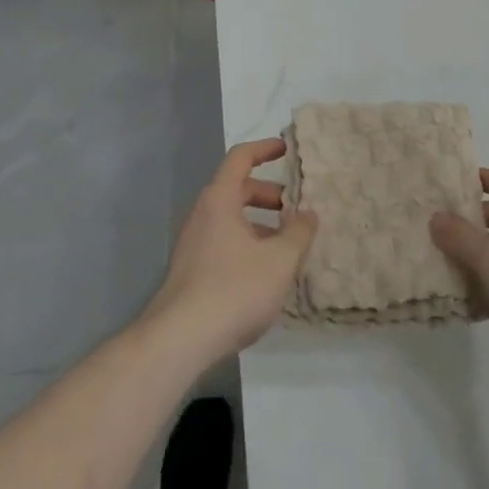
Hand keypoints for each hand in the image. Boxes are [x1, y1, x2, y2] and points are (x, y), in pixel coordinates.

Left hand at [143, 138, 317, 367]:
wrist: (179, 340)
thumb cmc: (233, 289)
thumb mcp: (279, 260)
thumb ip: (299, 233)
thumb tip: (308, 214)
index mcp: (220, 199)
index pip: (241, 157)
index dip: (264, 149)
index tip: (287, 149)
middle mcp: (203, 213)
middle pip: (238, 189)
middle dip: (269, 195)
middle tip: (296, 210)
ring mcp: (194, 243)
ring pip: (232, 219)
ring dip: (261, 224)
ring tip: (287, 247)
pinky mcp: (192, 270)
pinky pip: (224, 242)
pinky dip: (248, 245)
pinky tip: (266, 275)